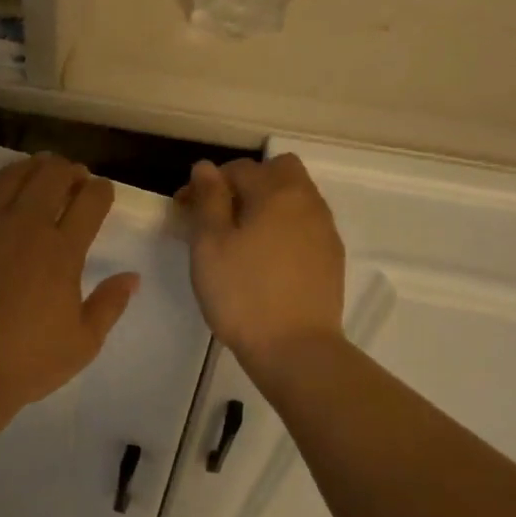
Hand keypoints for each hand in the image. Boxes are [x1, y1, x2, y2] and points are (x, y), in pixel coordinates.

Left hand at [0, 154, 139, 408]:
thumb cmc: (28, 361)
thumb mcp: (83, 342)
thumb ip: (110, 304)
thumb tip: (132, 277)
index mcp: (62, 250)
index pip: (90, 201)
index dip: (101, 190)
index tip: (103, 191)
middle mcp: (25, 226)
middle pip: (51, 175)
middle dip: (68, 170)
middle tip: (73, 176)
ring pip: (10, 177)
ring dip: (30, 169)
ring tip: (36, 173)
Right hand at [175, 156, 345, 370]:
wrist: (295, 348)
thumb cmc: (242, 294)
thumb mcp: (209, 245)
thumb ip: (208, 200)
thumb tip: (206, 167)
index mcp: (276, 192)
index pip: (238, 168)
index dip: (206, 184)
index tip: (184, 210)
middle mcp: (307, 202)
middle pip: (279, 171)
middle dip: (247, 183)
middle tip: (220, 215)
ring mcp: (324, 230)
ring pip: (295, 198)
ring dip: (267, 205)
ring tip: (240, 240)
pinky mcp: (331, 258)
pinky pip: (305, 226)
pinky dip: (283, 229)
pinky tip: (265, 260)